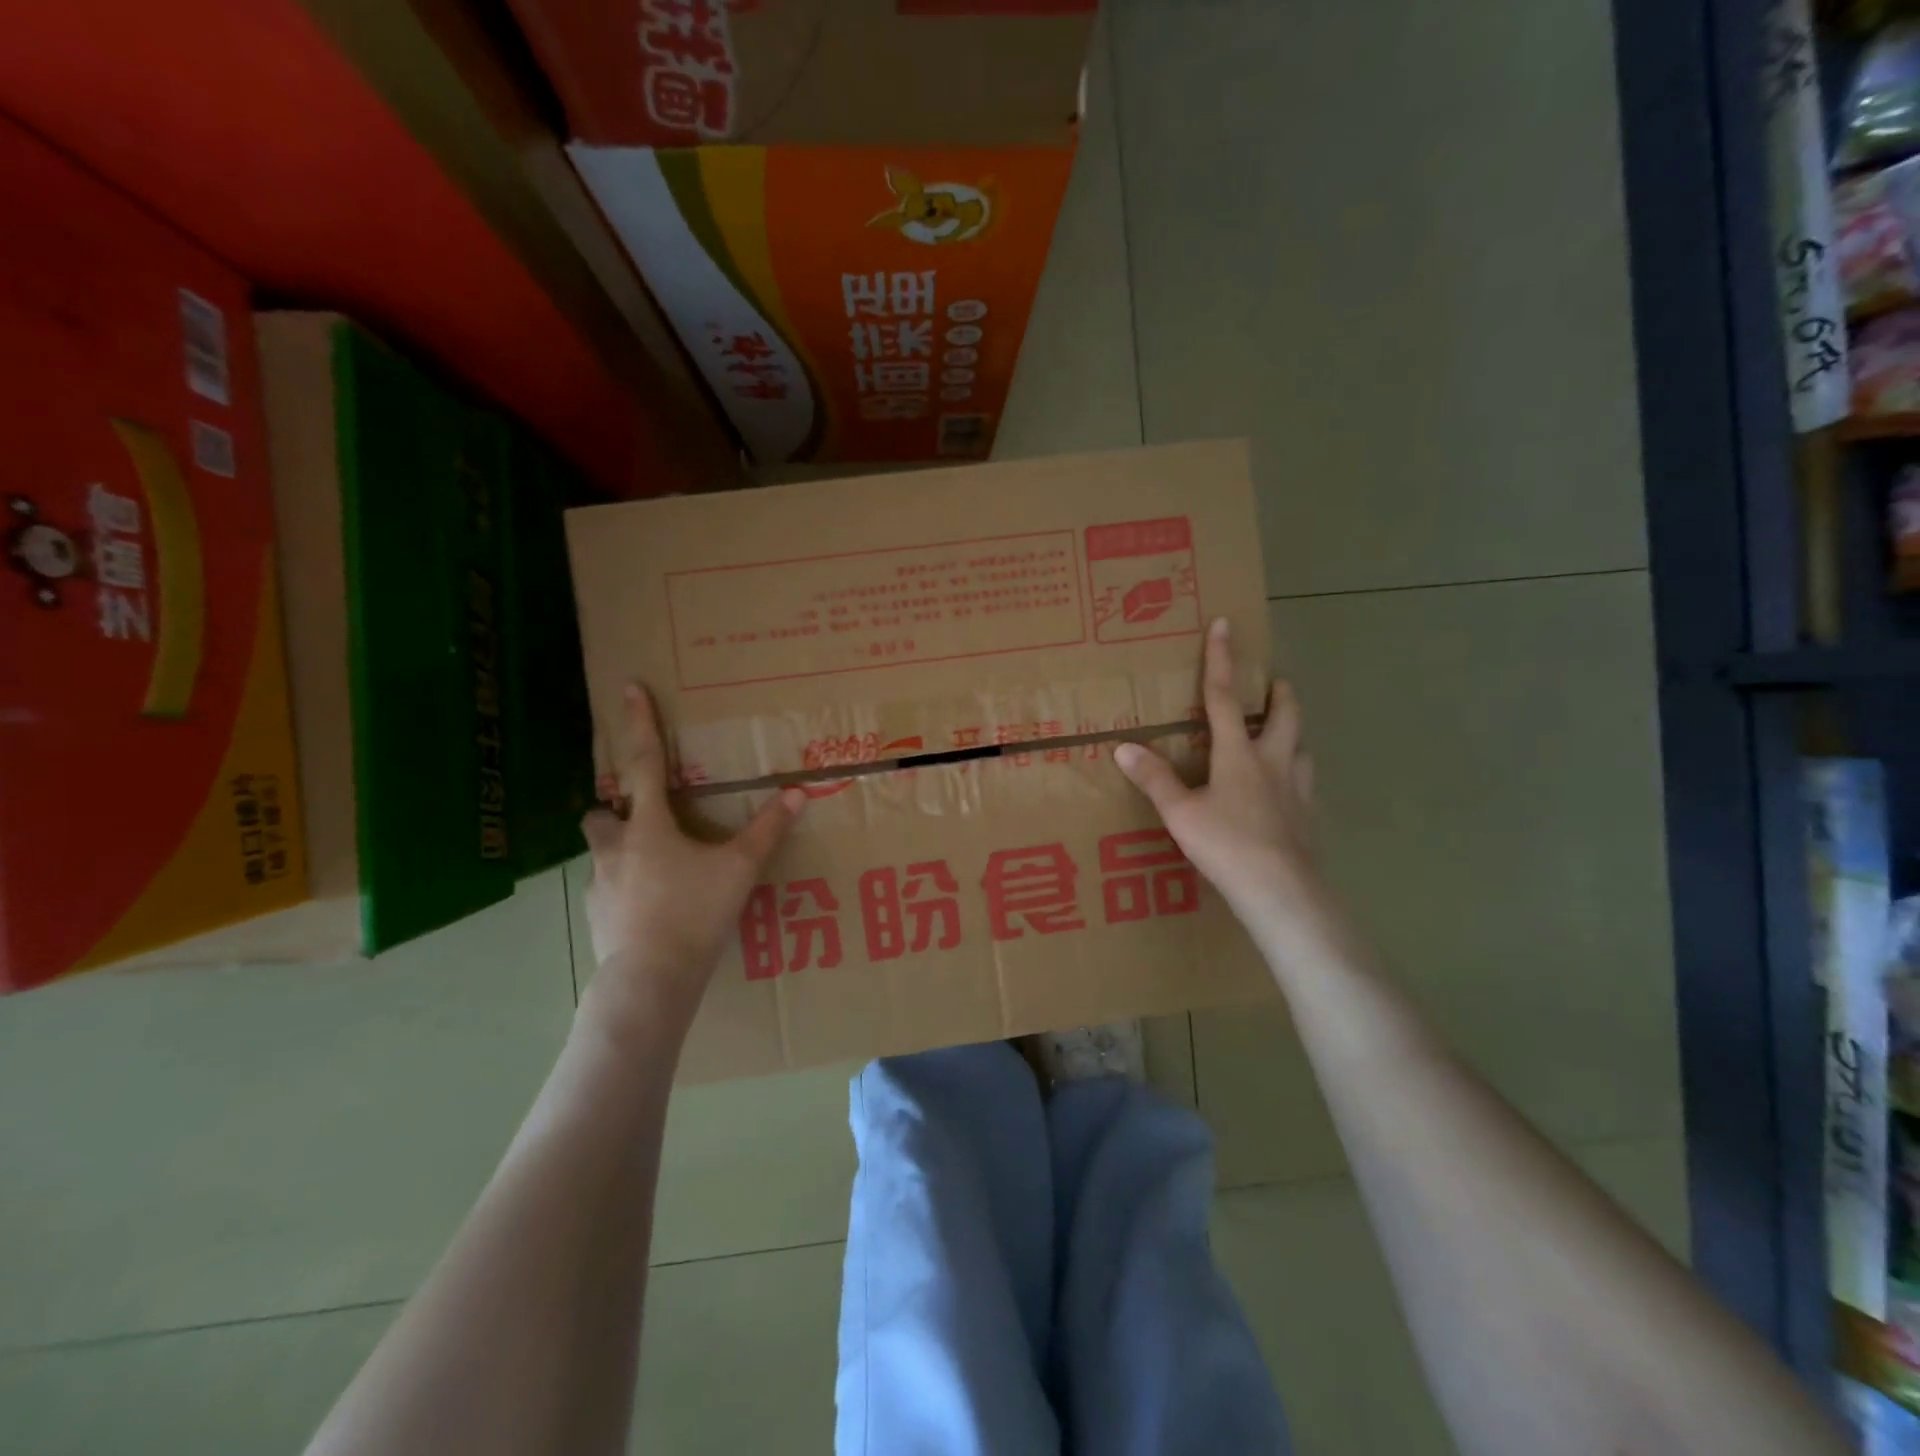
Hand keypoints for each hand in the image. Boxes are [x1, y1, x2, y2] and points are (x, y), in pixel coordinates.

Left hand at [580, 685, 803, 1031]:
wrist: (651, 979)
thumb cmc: (695, 912)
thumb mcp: (740, 868)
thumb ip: (769, 829)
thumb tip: (799, 792)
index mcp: (648, 825)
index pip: (643, 762)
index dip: (639, 723)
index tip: (627, 688)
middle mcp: (614, 848)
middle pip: (601, 811)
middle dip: (616, 808)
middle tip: (645, 818)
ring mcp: (598, 884)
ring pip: (601, 852)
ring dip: (621, 850)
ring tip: (656, 870)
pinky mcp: (595, 917)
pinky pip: (606, 889)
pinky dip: (624, 889)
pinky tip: (649, 908)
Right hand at [1114, 618, 1336, 963]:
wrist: (1281, 891)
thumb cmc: (1225, 845)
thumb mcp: (1180, 813)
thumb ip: (1154, 778)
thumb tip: (1123, 747)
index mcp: (1238, 753)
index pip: (1225, 698)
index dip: (1221, 659)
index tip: (1226, 624)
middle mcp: (1274, 761)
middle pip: (1284, 715)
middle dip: (1280, 693)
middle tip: (1277, 681)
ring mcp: (1298, 789)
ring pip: (1301, 747)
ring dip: (1293, 732)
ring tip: (1283, 734)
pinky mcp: (1310, 817)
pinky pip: (1305, 783)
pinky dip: (1296, 774)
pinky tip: (1288, 790)